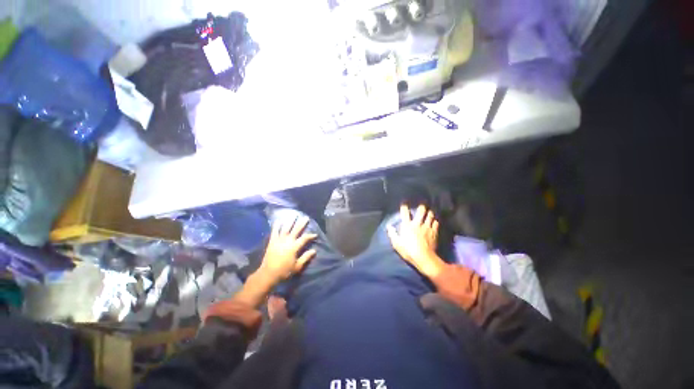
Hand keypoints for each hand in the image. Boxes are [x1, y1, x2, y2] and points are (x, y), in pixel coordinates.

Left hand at [258, 217, 317, 284]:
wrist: (268, 274)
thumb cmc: (284, 271)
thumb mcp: (297, 266)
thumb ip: (306, 257)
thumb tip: (314, 250)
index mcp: (294, 247)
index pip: (305, 238)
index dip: (310, 235)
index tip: (315, 234)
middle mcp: (287, 241)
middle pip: (296, 230)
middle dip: (302, 224)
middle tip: (306, 218)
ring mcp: (279, 240)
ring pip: (286, 228)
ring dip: (291, 221)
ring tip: (294, 215)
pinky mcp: (272, 241)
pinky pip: (274, 231)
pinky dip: (276, 225)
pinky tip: (278, 220)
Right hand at [387, 204, 444, 278]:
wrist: (424, 258)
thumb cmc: (408, 251)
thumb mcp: (397, 244)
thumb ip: (392, 234)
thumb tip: (389, 227)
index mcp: (407, 226)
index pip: (405, 213)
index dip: (404, 207)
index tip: (404, 203)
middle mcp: (417, 224)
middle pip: (421, 211)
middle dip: (421, 206)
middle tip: (421, 205)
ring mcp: (427, 227)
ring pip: (430, 215)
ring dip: (429, 212)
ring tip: (429, 211)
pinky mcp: (434, 232)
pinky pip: (436, 223)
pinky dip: (435, 220)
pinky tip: (435, 221)